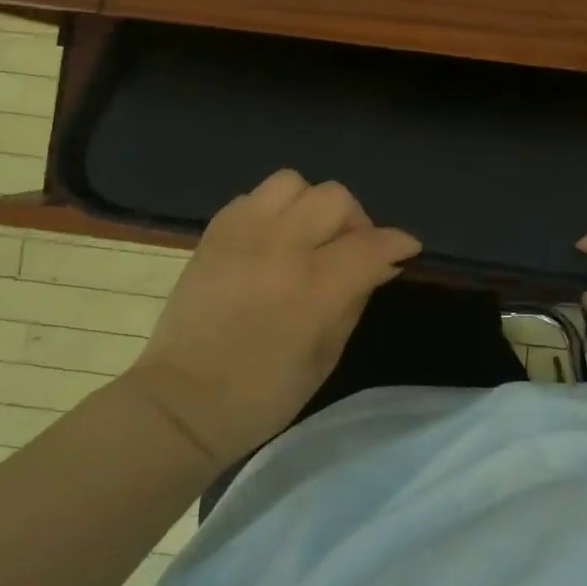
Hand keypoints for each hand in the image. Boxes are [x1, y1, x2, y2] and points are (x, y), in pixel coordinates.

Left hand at [128, 170, 420, 465]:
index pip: (370, 244)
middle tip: (350, 249)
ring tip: (307, 236)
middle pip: (335, 198)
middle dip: (356, 221)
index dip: (397, 242)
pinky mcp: (214, 232)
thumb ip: (356, 298)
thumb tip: (380, 264)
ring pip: (294, 182)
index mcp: (312, 290)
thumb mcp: (326, 354)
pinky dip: (274, 211)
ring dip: (311, 206)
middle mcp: (279, 249)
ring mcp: (241, 234)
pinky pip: (256, 196)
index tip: (405, 249)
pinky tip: (272, 241)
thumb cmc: (263, 394)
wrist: (181, 403)